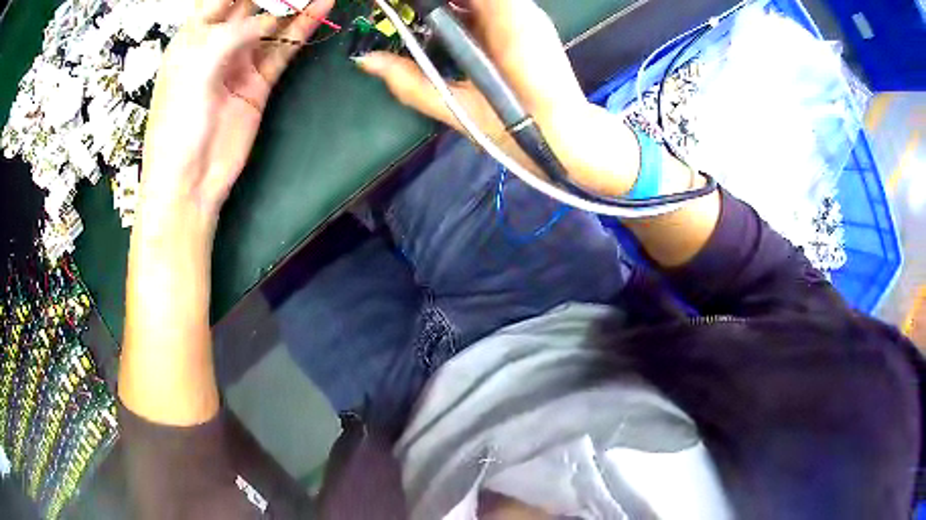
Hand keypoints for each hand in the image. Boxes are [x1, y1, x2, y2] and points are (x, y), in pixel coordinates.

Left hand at [140, 0, 334, 227]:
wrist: (189, 181)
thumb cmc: (177, 125)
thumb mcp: (198, 68)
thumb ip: (234, 34)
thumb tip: (270, 18)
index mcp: (193, 39)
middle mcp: (217, 46)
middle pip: (250, 6)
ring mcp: (240, 63)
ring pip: (272, 24)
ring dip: (294, 6)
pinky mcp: (259, 82)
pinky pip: (283, 49)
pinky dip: (302, 29)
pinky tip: (320, 8)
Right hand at [356, 0, 640, 195]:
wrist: (569, 136)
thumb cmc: (518, 127)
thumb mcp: (458, 107)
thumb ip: (410, 82)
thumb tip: (367, 61)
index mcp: (505, 21)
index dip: (424, 1)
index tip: (401, 8)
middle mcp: (518, 8)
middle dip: (432, 4)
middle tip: (405, 13)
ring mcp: (525, 12)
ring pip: (479, 1)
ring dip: (446, 6)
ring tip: (418, 19)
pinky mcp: (526, 21)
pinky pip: (485, 6)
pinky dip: (460, 8)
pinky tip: (442, 23)